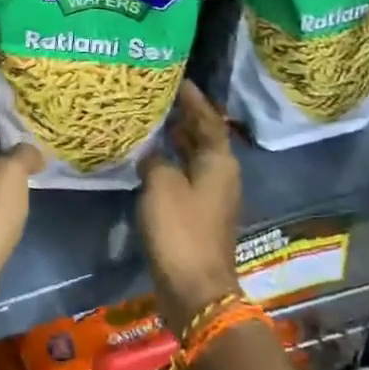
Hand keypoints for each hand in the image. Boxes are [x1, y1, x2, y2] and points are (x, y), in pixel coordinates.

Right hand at [138, 81, 242, 334]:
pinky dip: (170, 162)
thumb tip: (151, 151)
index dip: (193, 99)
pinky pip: (184, 176)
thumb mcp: (161, 184)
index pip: (208, 119)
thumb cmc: (181, 230)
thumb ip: (155, 159)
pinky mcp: (198, 215)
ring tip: (150, 120)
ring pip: (193, 157)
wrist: (195, 290)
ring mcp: (210, 197)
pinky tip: (148, 159)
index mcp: (219, 162)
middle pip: (203, 136)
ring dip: (175, 139)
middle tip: (158, 95)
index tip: (177, 78)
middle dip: (183, 116)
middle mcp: (220, 175)